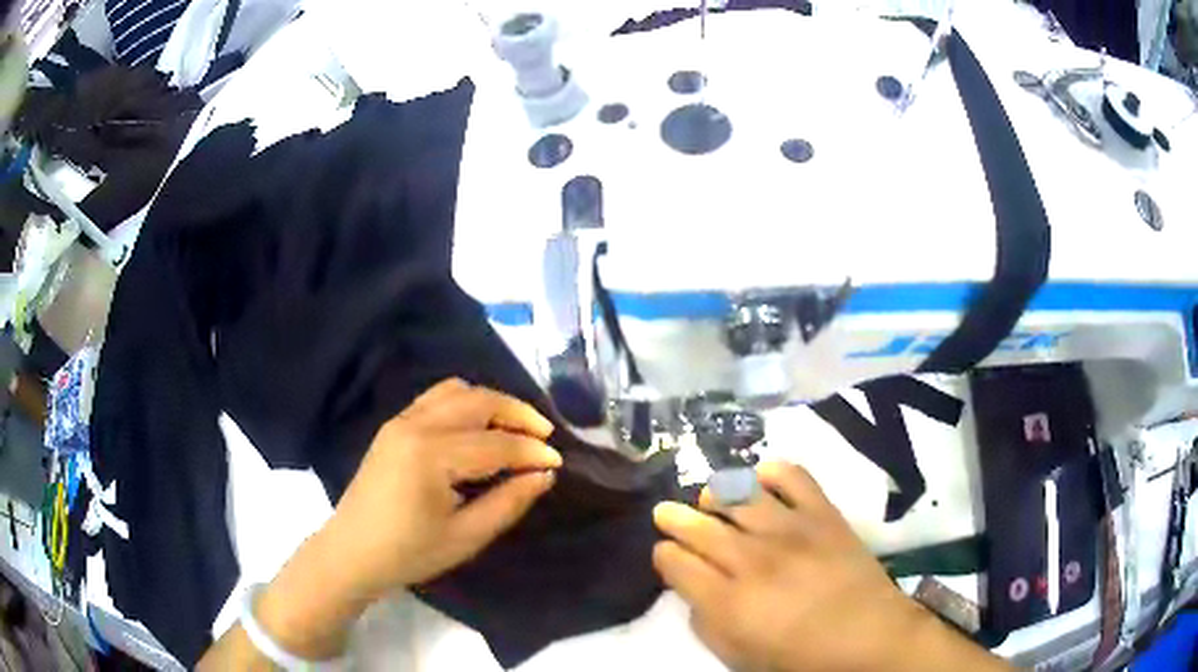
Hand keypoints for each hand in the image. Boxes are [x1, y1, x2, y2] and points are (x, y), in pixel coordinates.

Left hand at [324, 377, 560, 596]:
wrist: (353, 551)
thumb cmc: (409, 552)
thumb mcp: (466, 536)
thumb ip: (508, 502)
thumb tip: (544, 474)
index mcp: (431, 455)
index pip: (495, 443)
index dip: (531, 451)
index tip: (558, 462)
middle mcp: (415, 425)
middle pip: (478, 400)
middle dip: (518, 413)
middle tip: (545, 436)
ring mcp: (401, 420)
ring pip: (457, 390)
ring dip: (492, 403)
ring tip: (515, 428)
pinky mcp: (394, 425)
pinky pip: (436, 397)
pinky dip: (466, 403)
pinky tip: (478, 428)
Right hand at [653, 461, 1010, 671]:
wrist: (870, 637)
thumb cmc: (801, 658)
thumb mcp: (739, 658)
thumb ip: (706, 625)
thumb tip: (693, 592)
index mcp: (727, 602)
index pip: (675, 562)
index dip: (664, 555)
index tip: (667, 556)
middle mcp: (751, 560)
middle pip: (696, 525)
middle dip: (674, 517)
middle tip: (667, 513)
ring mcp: (790, 530)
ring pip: (736, 495)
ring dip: (714, 494)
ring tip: (710, 499)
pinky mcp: (823, 513)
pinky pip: (792, 475)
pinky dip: (771, 471)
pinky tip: (760, 478)